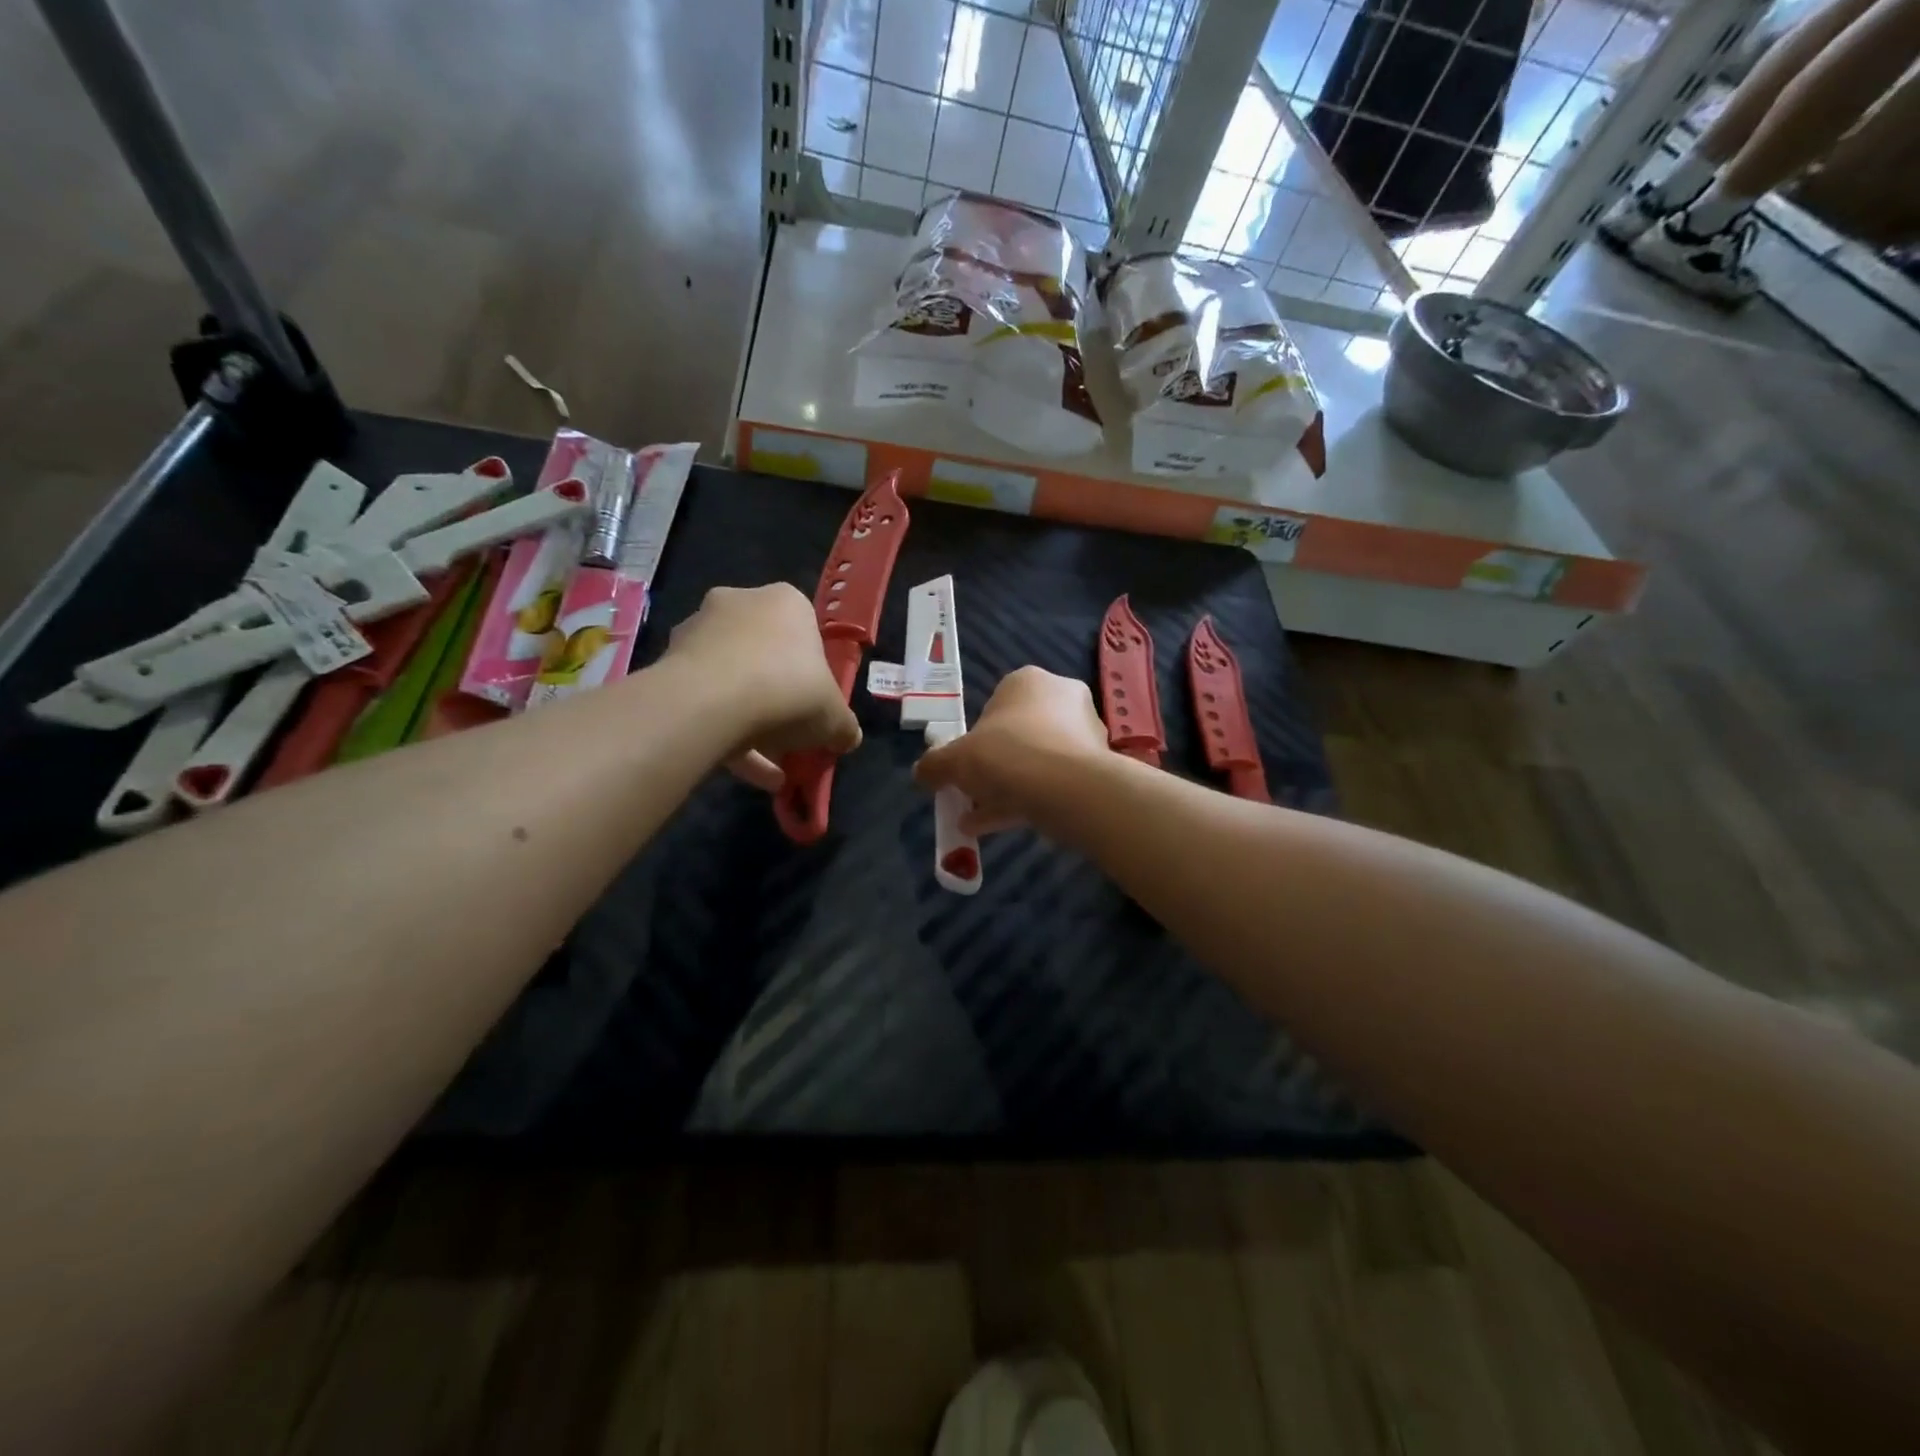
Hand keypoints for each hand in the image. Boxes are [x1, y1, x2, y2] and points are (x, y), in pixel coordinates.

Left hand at [662, 584, 860, 790]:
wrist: (711, 701)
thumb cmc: (788, 689)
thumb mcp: (835, 715)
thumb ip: (844, 726)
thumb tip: (847, 738)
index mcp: (785, 602)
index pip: (805, 632)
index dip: (813, 674)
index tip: (815, 706)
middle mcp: (739, 604)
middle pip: (765, 655)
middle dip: (778, 698)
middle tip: (791, 736)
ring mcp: (698, 631)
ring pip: (732, 680)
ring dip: (751, 723)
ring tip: (770, 771)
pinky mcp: (669, 663)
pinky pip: (705, 701)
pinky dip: (726, 735)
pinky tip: (747, 774)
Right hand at [914, 666, 1108, 833]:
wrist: (1070, 790)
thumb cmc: (1007, 756)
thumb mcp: (955, 760)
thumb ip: (935, 765)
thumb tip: (922, 773)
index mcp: (1028, 681)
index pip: (995, 703)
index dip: (975, 737)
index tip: (963, 766)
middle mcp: (1062, 699)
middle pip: (1017, 735)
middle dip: (992, 768)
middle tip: (971, 795)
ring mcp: (1084, 733)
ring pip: (1035, 762)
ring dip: (1006, 789)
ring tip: (979, 820)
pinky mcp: (1096, 767)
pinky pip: (1053, 782)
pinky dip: (1028, 801)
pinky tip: (1002, 827)